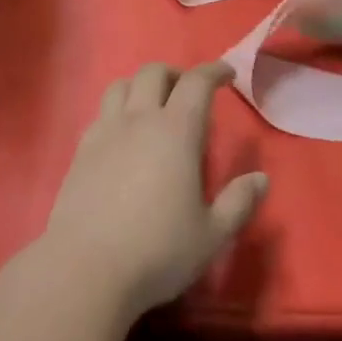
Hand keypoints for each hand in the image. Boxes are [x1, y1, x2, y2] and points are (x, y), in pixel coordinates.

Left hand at [40, 61, 268, 318]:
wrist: (84, 269)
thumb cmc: (157, 251)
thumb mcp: (211, 235)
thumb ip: (239, 203)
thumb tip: (261, 178)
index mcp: (176, 131)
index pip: (197, 82)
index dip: (214, 71)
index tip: (226, 74)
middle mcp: (139, 120)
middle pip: (154, 73)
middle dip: (176, 74)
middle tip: (189, 92)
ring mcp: (105, 132)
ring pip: (121, 85)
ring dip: (141, 85)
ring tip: (152, 106)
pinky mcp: (80, 151)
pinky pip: (101, 113)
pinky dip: (117, 110)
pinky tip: (123, 136)